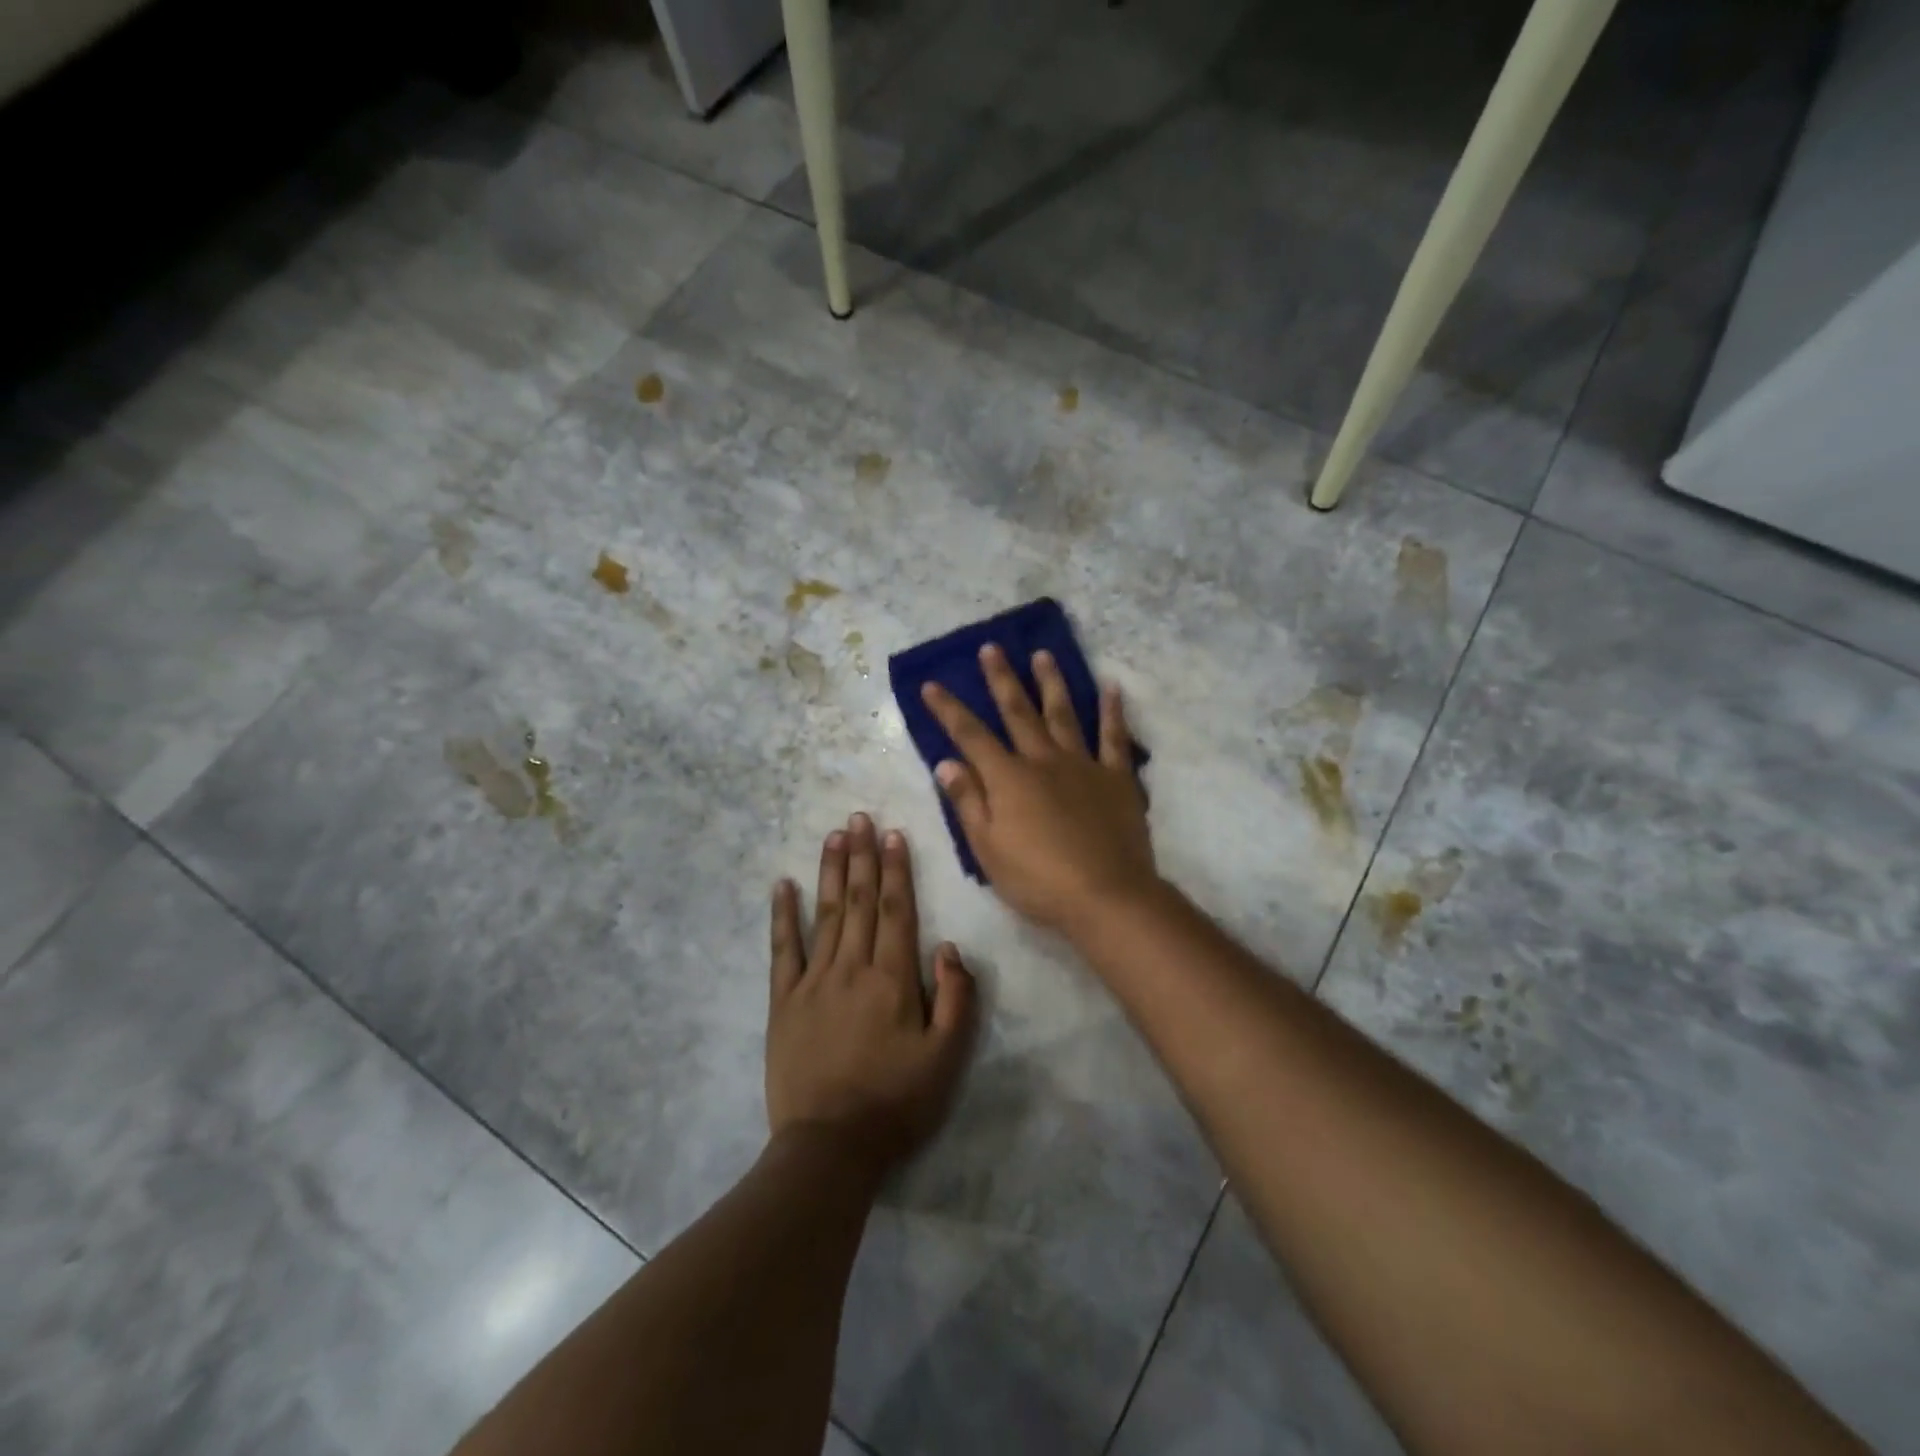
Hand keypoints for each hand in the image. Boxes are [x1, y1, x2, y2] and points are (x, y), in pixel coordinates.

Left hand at [766, 814, 977, 1172]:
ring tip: (834, 835)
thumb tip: (948, 947)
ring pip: (825, 914)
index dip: (895, 870)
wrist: (829, 1148)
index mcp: (892, 979)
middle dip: (862, 856)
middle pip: (858, 901)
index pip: (895, 910)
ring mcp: (812, 982)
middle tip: (860, 817)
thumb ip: (956, 998)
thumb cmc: (896, 1104)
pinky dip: (782, 915)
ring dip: (830, 871)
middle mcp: (851, 968)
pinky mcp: (783, 1002)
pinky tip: (782, 885)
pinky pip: (782, 950)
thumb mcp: (947, 1059)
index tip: (892, 834)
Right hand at [920, 644, 1158, 933]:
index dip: (949, 710)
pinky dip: (1112, 711)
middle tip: (991, 648)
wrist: (1106, 895)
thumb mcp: (988, 848)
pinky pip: (1114, 737)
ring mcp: (1083, 765)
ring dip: (1051, 682)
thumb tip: (946, 762)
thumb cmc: (1038, 879)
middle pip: (1018, 712)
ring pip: (1063, 714)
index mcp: (1008, 779)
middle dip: (1001, 679)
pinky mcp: (1116, 777)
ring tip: (1043, 654)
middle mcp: (1043, 760)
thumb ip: (968, 802)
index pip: (970, 736)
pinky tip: (1111, 687)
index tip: (932, 684)